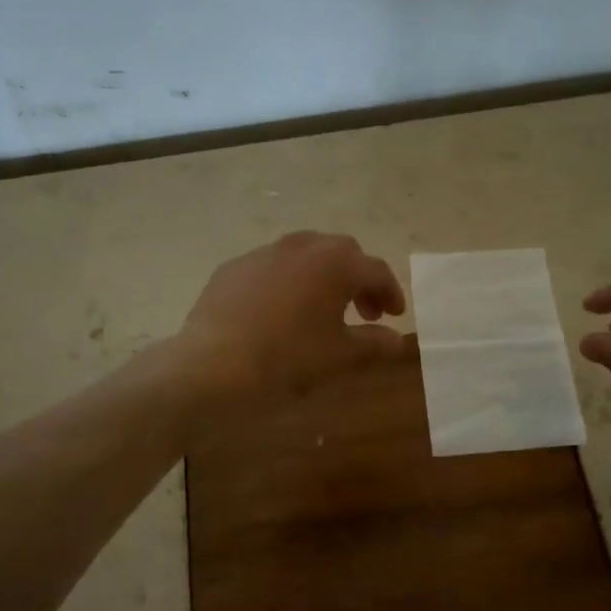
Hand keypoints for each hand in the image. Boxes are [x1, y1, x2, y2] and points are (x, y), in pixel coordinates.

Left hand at [177, 231, 405, 403]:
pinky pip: (271, 268)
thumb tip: (396, 339)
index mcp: (335, 262)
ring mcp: (263, 253)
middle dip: (358, 280)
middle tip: (363, 312)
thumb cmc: (288, 358)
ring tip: (322, 309)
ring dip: (322, 276)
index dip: (390, 292)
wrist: (213, 365)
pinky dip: (287, 283)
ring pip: (304, 255)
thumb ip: (374, 343)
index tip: (395, 315)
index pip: (376, 270)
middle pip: (342, 253)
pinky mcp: (233, 268)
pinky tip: (279, 312)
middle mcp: (301, 246)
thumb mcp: (340, 356)